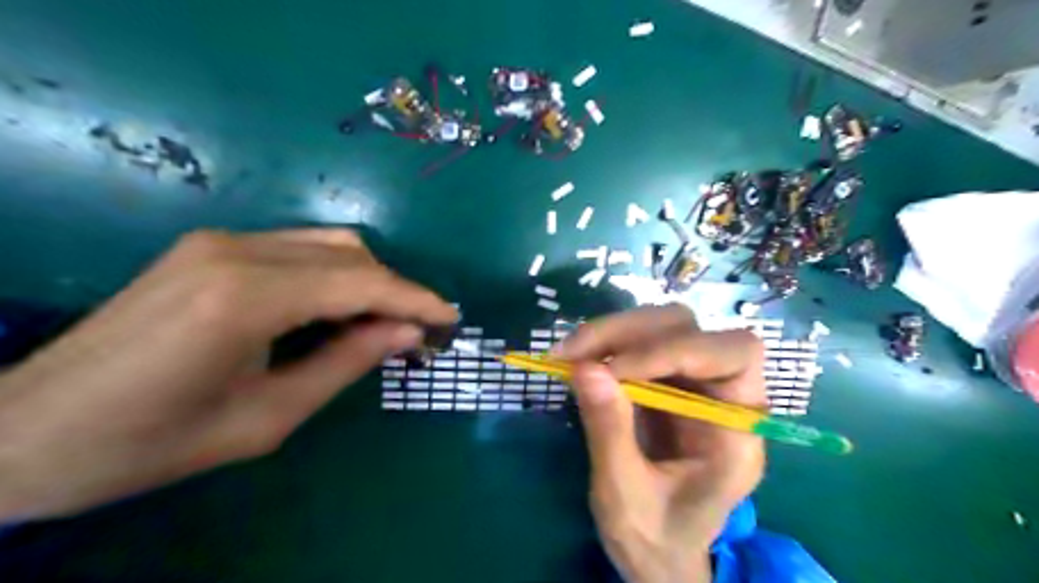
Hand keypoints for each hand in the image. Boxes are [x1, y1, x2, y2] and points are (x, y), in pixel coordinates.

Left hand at [0, 227, 454, 518]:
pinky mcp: (209, 246)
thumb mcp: (267, 418)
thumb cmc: (150, 443)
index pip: (362, 282)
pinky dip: (333, 275)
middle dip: (394, 291)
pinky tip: (335, 310)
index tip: (451, 318)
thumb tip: (407, 333)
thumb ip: (346, 364)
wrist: (25, 430)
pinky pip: (298, 249)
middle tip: (414, 333)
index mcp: (246, 298)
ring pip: (328, 244)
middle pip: (351, 254)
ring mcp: (218, 240)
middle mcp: (235, 250)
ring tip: (380, 324)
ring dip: (367, 280)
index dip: (415, 299)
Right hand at [557, 306, 765, 582]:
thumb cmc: (656, 539)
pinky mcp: (663, 380)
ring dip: (612, 333)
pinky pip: (638, 344)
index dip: (677, 349)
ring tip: (567, 354)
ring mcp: (691, 383)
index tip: (614, 368)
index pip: (735, 355)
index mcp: (738, 432)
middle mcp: (723, 395)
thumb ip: (609, 432)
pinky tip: (577, 360)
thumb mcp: (625, 496)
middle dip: (630, 333)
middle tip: (574, 352)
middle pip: (691, 329)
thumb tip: (585, 367)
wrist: (660, 554)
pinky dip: (604, 345)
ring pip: (662, 326)